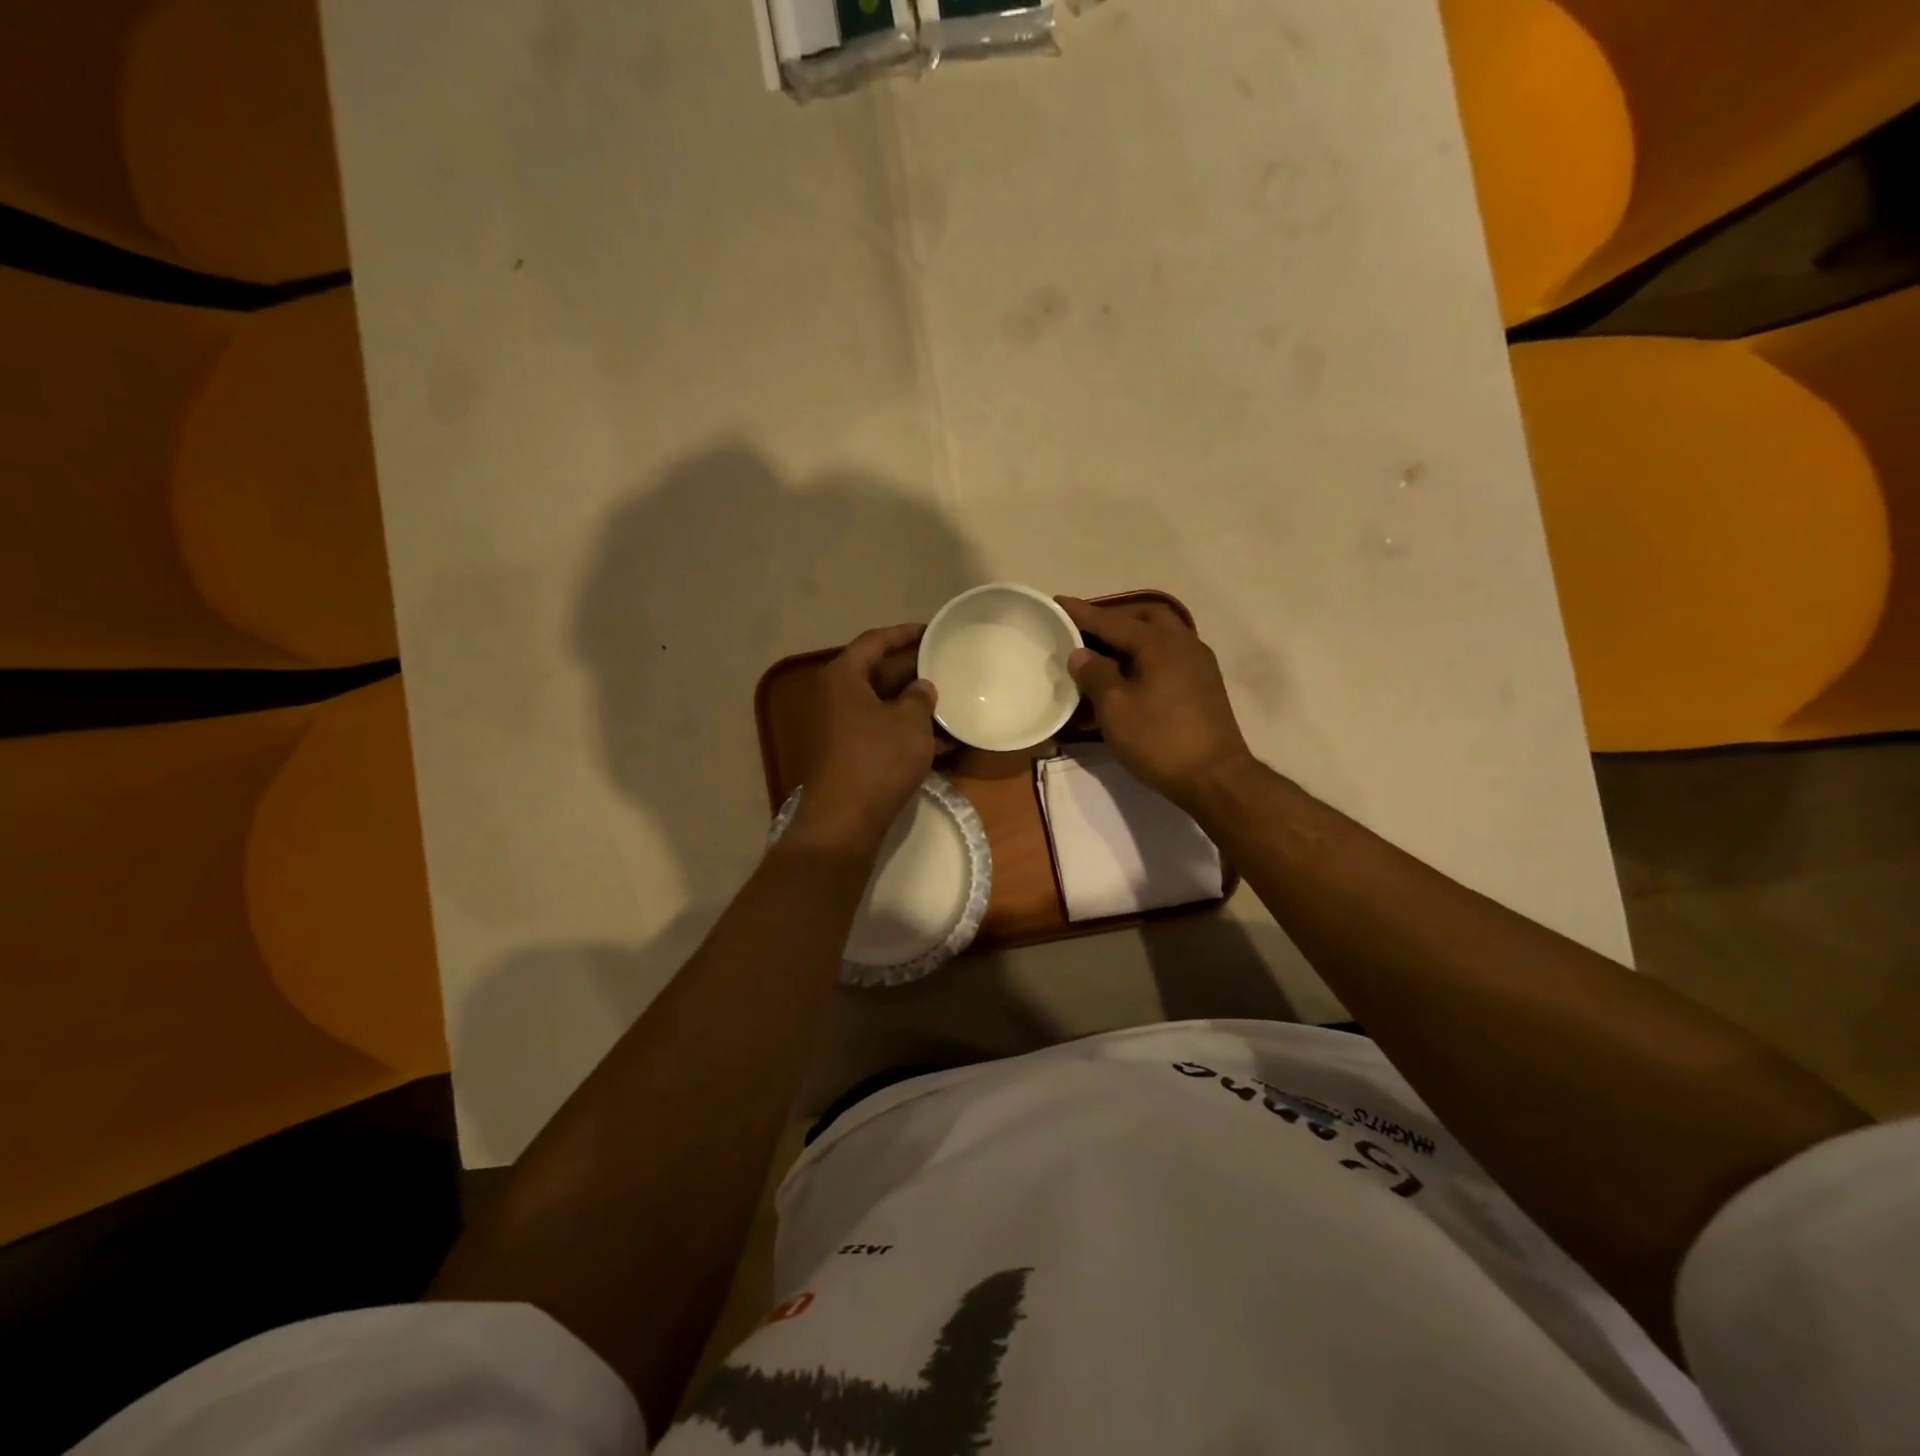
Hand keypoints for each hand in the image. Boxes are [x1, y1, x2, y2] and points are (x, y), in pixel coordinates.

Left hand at [795, 624, 940, 854]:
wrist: (846, 819)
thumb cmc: (878, 758)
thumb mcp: (909, 721)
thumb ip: (920, 697)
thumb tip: (923, 687)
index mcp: (844, 677)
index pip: (875, 641)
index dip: (905, 633)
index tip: (933, 629)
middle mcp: (839, 698)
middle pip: (880, 673)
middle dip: (915, 671)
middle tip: (948, 664)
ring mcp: (845, 729)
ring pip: (886, 706)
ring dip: (917, 705)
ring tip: (955, 701)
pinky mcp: (854, 756)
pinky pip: (886, 733)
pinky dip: (912, 734)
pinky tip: (948, 741)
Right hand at [1057, 597, 1255, 810]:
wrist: (1215, 778)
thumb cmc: (1159, 739)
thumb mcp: (1115, 708)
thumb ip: (1095, 675)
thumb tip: (1081, 654)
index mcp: (1160, 643)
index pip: (1112, 621)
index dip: (1081, 613)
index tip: (1057, 602)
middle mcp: (1183, 644)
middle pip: (1145, 618)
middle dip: (1113, 620)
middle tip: (1086, 631)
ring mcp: (1198, 665)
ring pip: (1159, 638)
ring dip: (1131, 640)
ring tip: (1103, 656)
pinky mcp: (1203, 687)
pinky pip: (1168, 659)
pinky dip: (1144, 660)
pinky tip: (1127, 680)